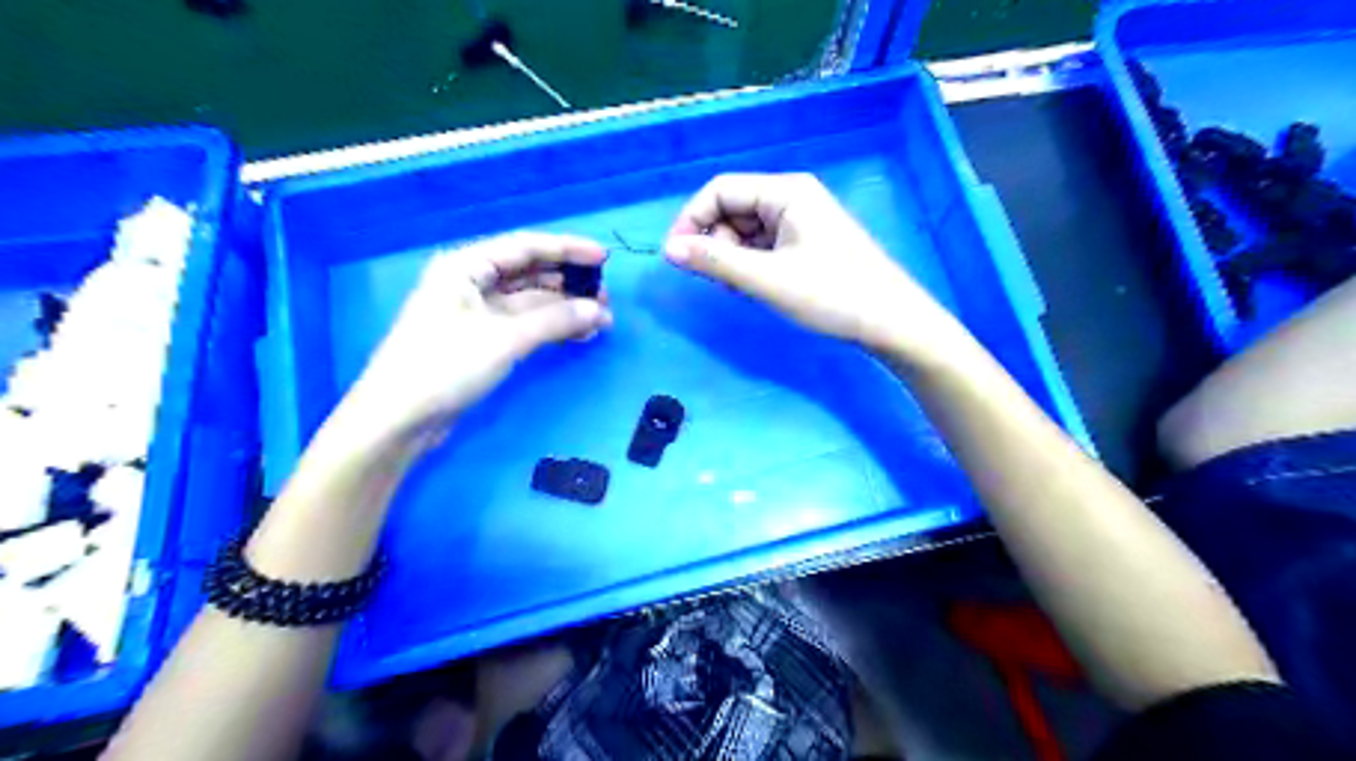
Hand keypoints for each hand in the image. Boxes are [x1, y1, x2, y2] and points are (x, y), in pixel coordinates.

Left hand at [335, 235, 612, 449]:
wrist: (399, 419)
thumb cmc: (445, 366)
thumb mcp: (505, 338)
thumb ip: (555, 320)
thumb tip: (600, 311)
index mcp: (466, 266)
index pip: (525, 247)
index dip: (567, 250)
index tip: (604, 258)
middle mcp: (471, 283)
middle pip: (528, 273)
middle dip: (568, 283)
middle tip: (606, 297)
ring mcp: (475, 313)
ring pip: (529, 302)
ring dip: (563, 309)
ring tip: (600, 320)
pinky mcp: (481, 341)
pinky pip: (523, 325)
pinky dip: (550, 328)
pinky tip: (577, 335)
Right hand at [666, 171, 963, 355]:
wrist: (890, 322)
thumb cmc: (831, 295)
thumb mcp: (767, 279)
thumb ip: (715, 262)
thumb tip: (668, 250)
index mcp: (785, 192)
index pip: (720, 190)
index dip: (692, 220)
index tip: (676, 257)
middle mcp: (792, 198)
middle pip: (732, 210)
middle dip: (717, 244)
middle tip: (724, 282)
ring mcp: (801, 222)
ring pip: (746, 232)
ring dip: (734, 259)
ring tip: (746, 289)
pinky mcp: (806, 244)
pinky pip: (764, 247)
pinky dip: (752, 266)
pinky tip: (761, 289)